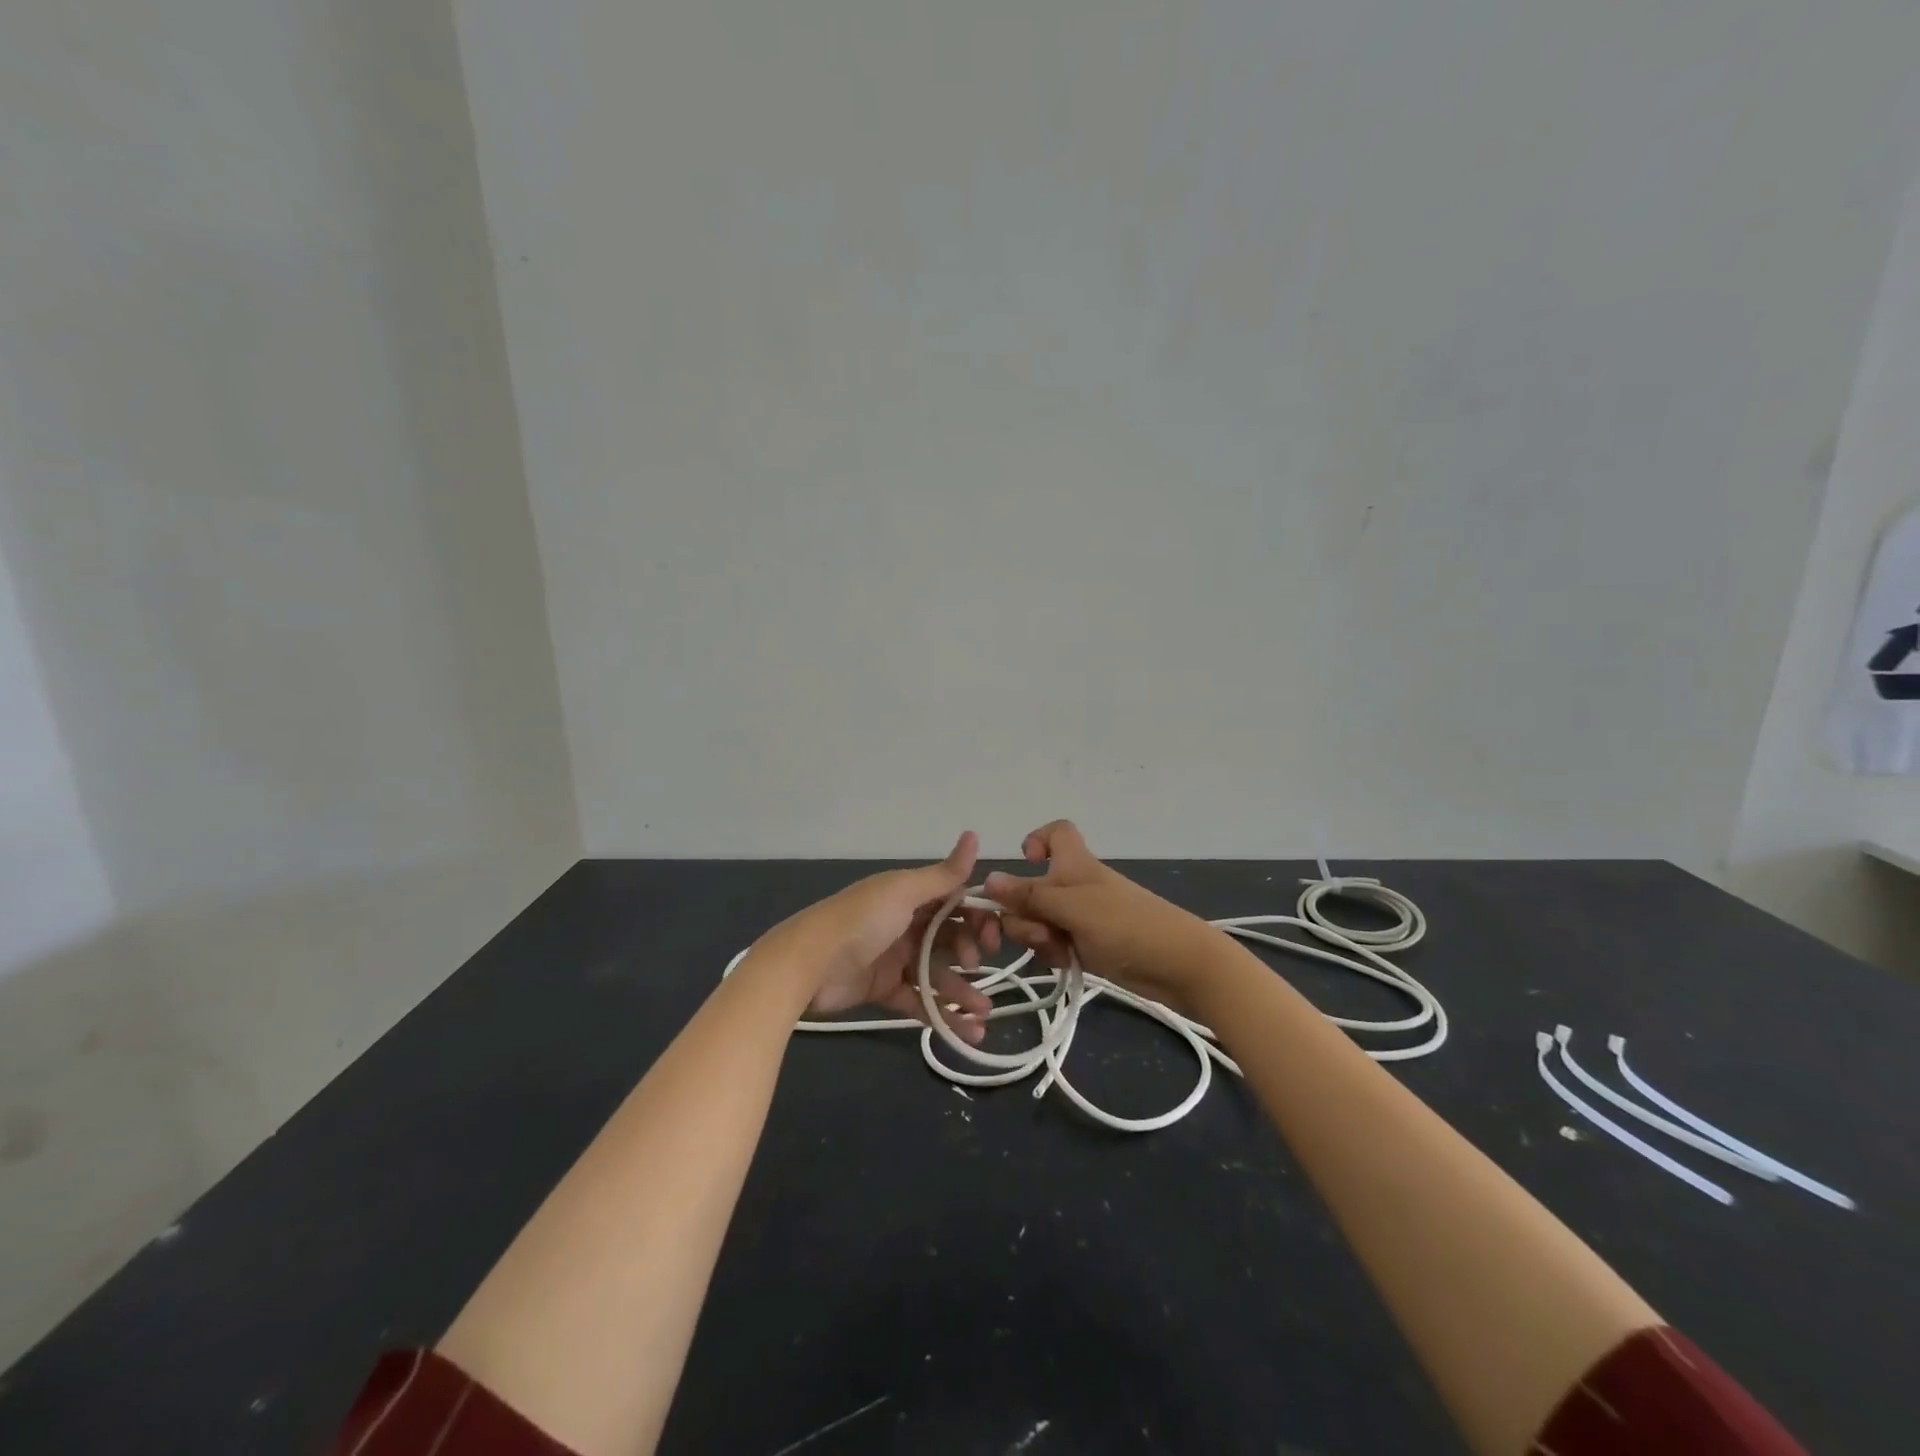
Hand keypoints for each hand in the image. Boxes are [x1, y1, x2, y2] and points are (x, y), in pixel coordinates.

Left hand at [762, 832, 998, 1042]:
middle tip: (978, 970)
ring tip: (983, 1015)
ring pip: (939, 975)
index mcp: (911, 896)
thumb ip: (943, 874)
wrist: (810, 963)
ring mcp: (896, 958)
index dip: (977, 920)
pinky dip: (943, 1016)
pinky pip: (920, 1001)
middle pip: (950, 940)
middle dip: (971, 956)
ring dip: (963, 993)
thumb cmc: (862, 920)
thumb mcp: (904, 892)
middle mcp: (907, 924)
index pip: (955, 904)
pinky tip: (966, 1033)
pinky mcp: (885, 989)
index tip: (992, 938)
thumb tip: (975, 834)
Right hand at [983, 820, 1218, 1011]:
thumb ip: (1028, 896)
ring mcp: (1080, 916)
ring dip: (1039, 937)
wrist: (1177, 964)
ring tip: (1060, 950)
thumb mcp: (1071, 907)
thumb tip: (986, 879)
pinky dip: (1055, 953)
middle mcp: (1074, 886)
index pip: (1056, 832)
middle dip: (1024, 912)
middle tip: (1040, 931)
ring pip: (1038, 920)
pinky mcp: (1086, 944)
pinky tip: (1067, 964)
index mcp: (1073, 863)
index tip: (1027, 863)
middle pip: (1031, 889)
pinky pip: (1054, 944)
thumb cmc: (1125, 923)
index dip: (1037, 840)